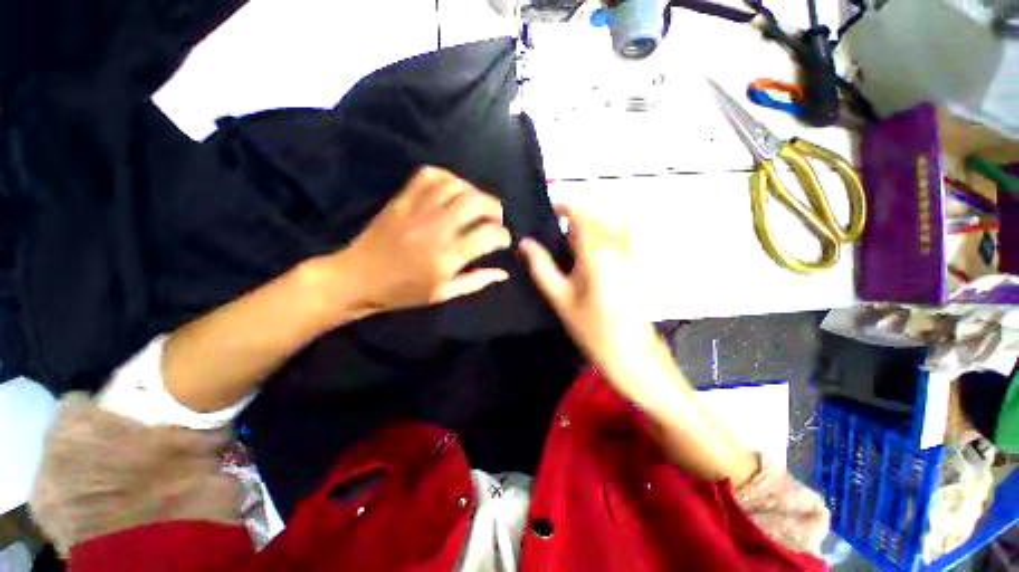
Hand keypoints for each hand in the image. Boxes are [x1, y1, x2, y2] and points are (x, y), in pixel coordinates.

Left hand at [338, 166, 511, 313]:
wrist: (358, 277)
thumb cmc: (404, 292)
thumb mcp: (444, 294)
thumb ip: (476, 281)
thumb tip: (503, 272)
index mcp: (447, 257)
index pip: (488, 235)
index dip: (503, 236)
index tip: (503, 241)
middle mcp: (436, 229)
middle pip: (476, 202)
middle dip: (494, 208)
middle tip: (494, 219)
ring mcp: (417, 210)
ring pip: (456, 185)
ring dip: (473, 192)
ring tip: (475, 205)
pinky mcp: (402, 199)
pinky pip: (429, 175)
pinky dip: (447, 177)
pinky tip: (452, 191)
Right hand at [520, 205, 664, 389]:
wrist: (631, 353)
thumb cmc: (590, 327)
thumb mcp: (559, 297)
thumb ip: (541, 266)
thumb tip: (524, 242)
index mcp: (596, 250)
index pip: (580, 214)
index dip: (563, 207)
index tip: (547, 211)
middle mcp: (617, 245)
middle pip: (595, 218)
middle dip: (574, 218)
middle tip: (552, 233)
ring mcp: (631, 254)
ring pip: (609, 225)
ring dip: (590, 226)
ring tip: (570, 243)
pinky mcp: (636, 265)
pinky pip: (622, 236)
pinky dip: (606, 234)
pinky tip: (593, 252)